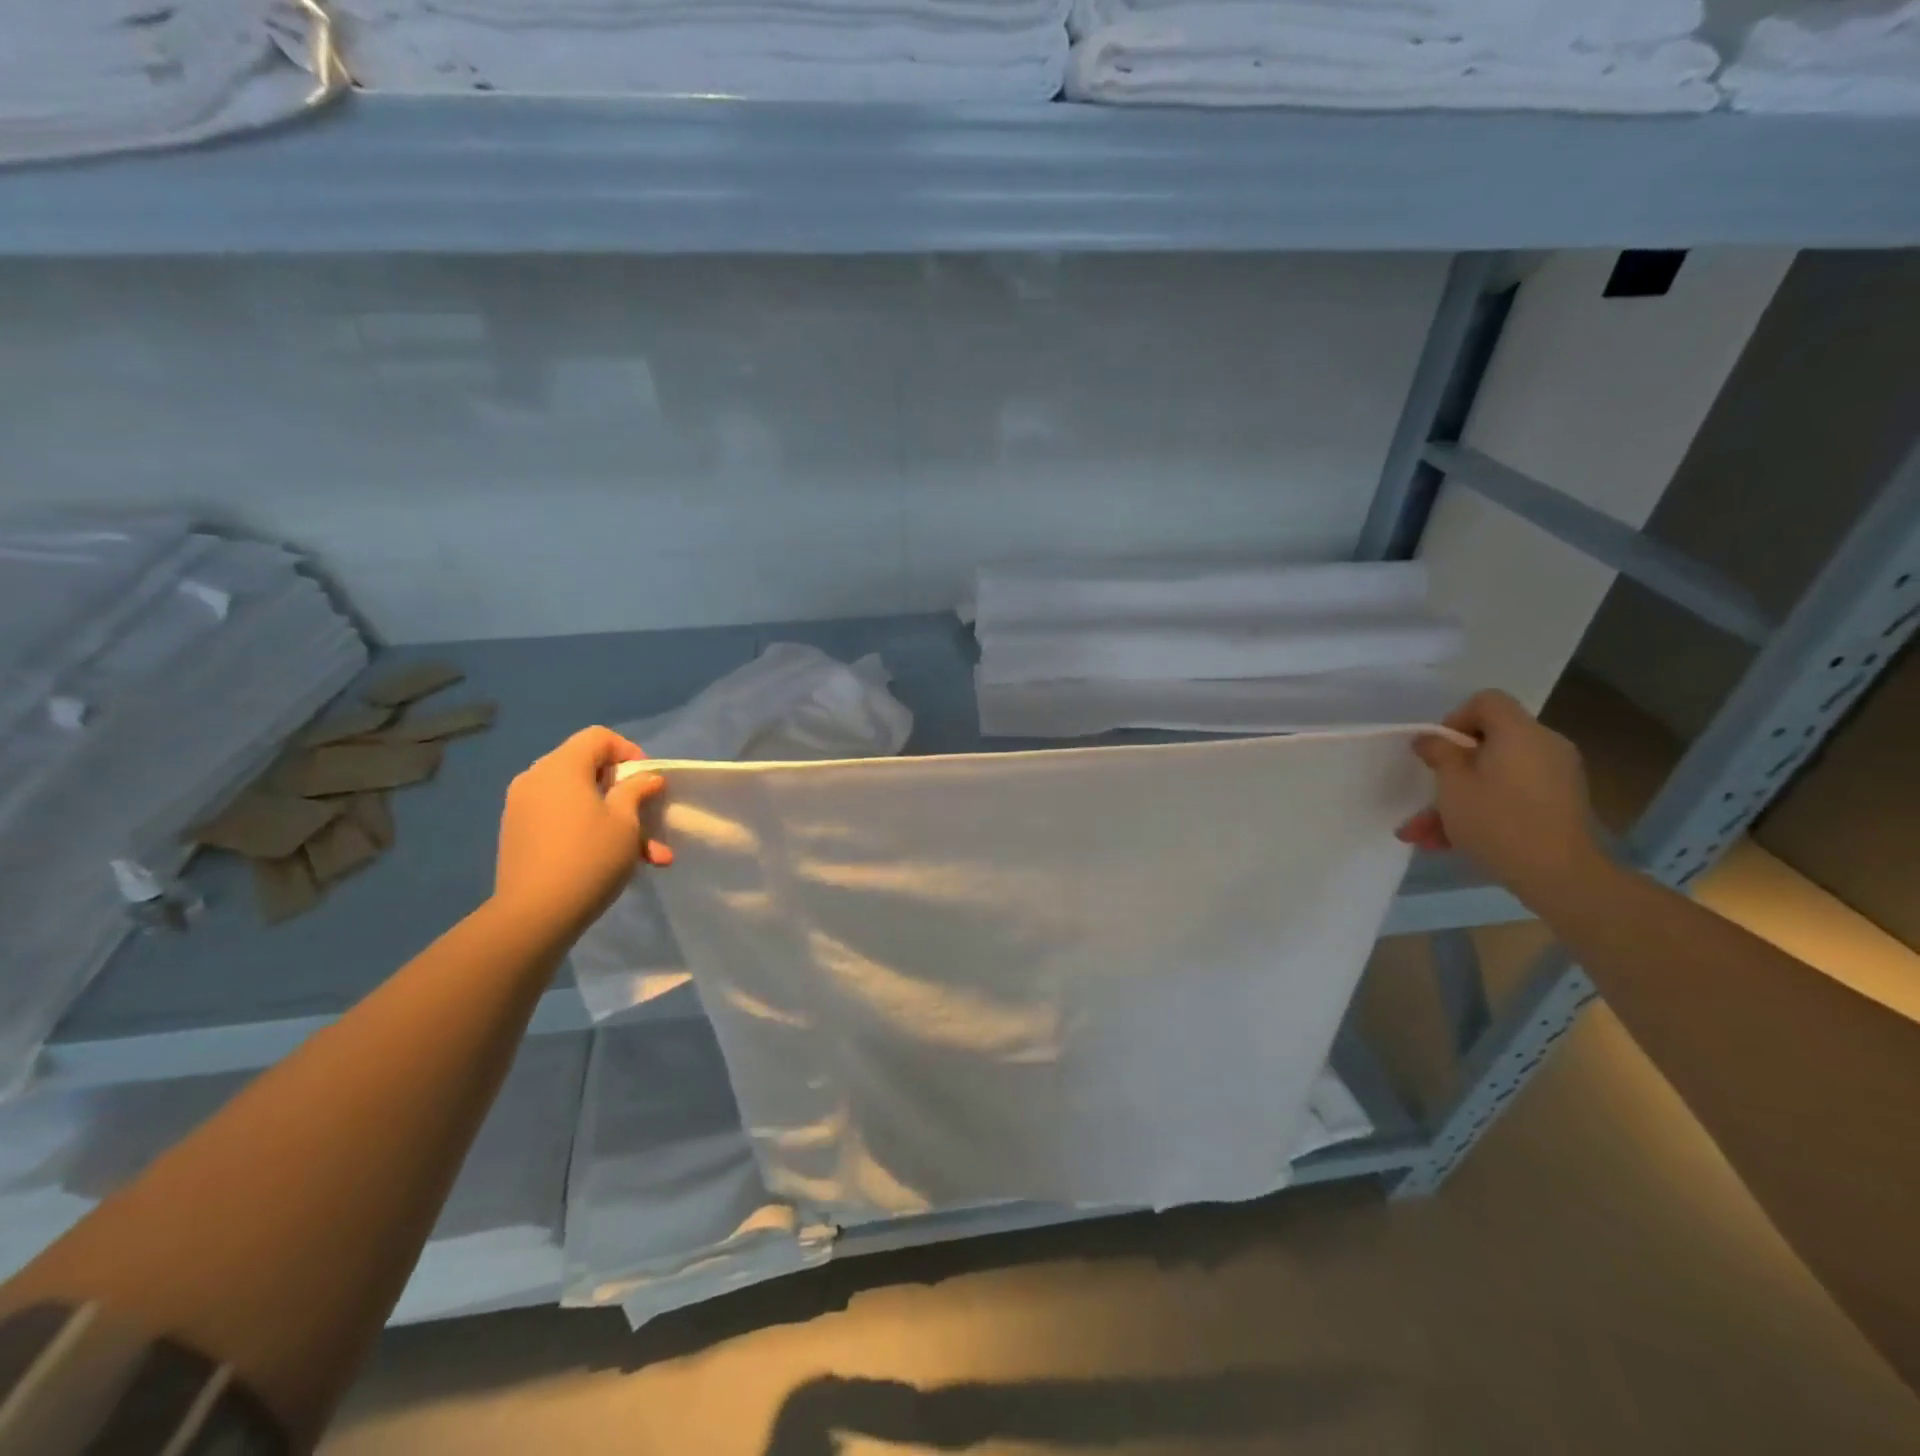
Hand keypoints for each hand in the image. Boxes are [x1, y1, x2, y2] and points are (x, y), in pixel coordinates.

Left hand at [492, 726, 670, 937]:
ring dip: (614, 819)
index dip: (629, 752)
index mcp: (561, 767)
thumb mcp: (626, 822)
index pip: (598, 737)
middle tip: (649, 817)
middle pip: (588, 768)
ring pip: (579, 800)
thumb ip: (637, 790)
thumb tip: (647, 776)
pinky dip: (589, 829)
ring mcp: (523, 808)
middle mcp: (536, 779)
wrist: (534, 915)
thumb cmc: (589, 857)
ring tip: (648, 854)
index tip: (648, 781)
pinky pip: (562, 818)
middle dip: (624, 792)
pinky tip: (615, 861)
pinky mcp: (519, 834)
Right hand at [1397, 690, 1605, 907]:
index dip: (1456, 718)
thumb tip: (1431, 739)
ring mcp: (1555, 776)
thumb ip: (1439, 754)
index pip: (1487, 701)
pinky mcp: (1559, 803)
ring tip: (1423, 833)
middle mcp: (1544, 746)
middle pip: (1489, 742)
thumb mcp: (1452, 786)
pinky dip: (1483, 810)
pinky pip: (1511, 794)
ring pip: (1494, 776)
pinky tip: (1449, 843)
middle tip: (1425, 794)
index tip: (1438, 750)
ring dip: (1457, 799)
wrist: (1560, 875)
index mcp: (1520, 733)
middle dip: (1450, 770)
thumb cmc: (1498, 821)